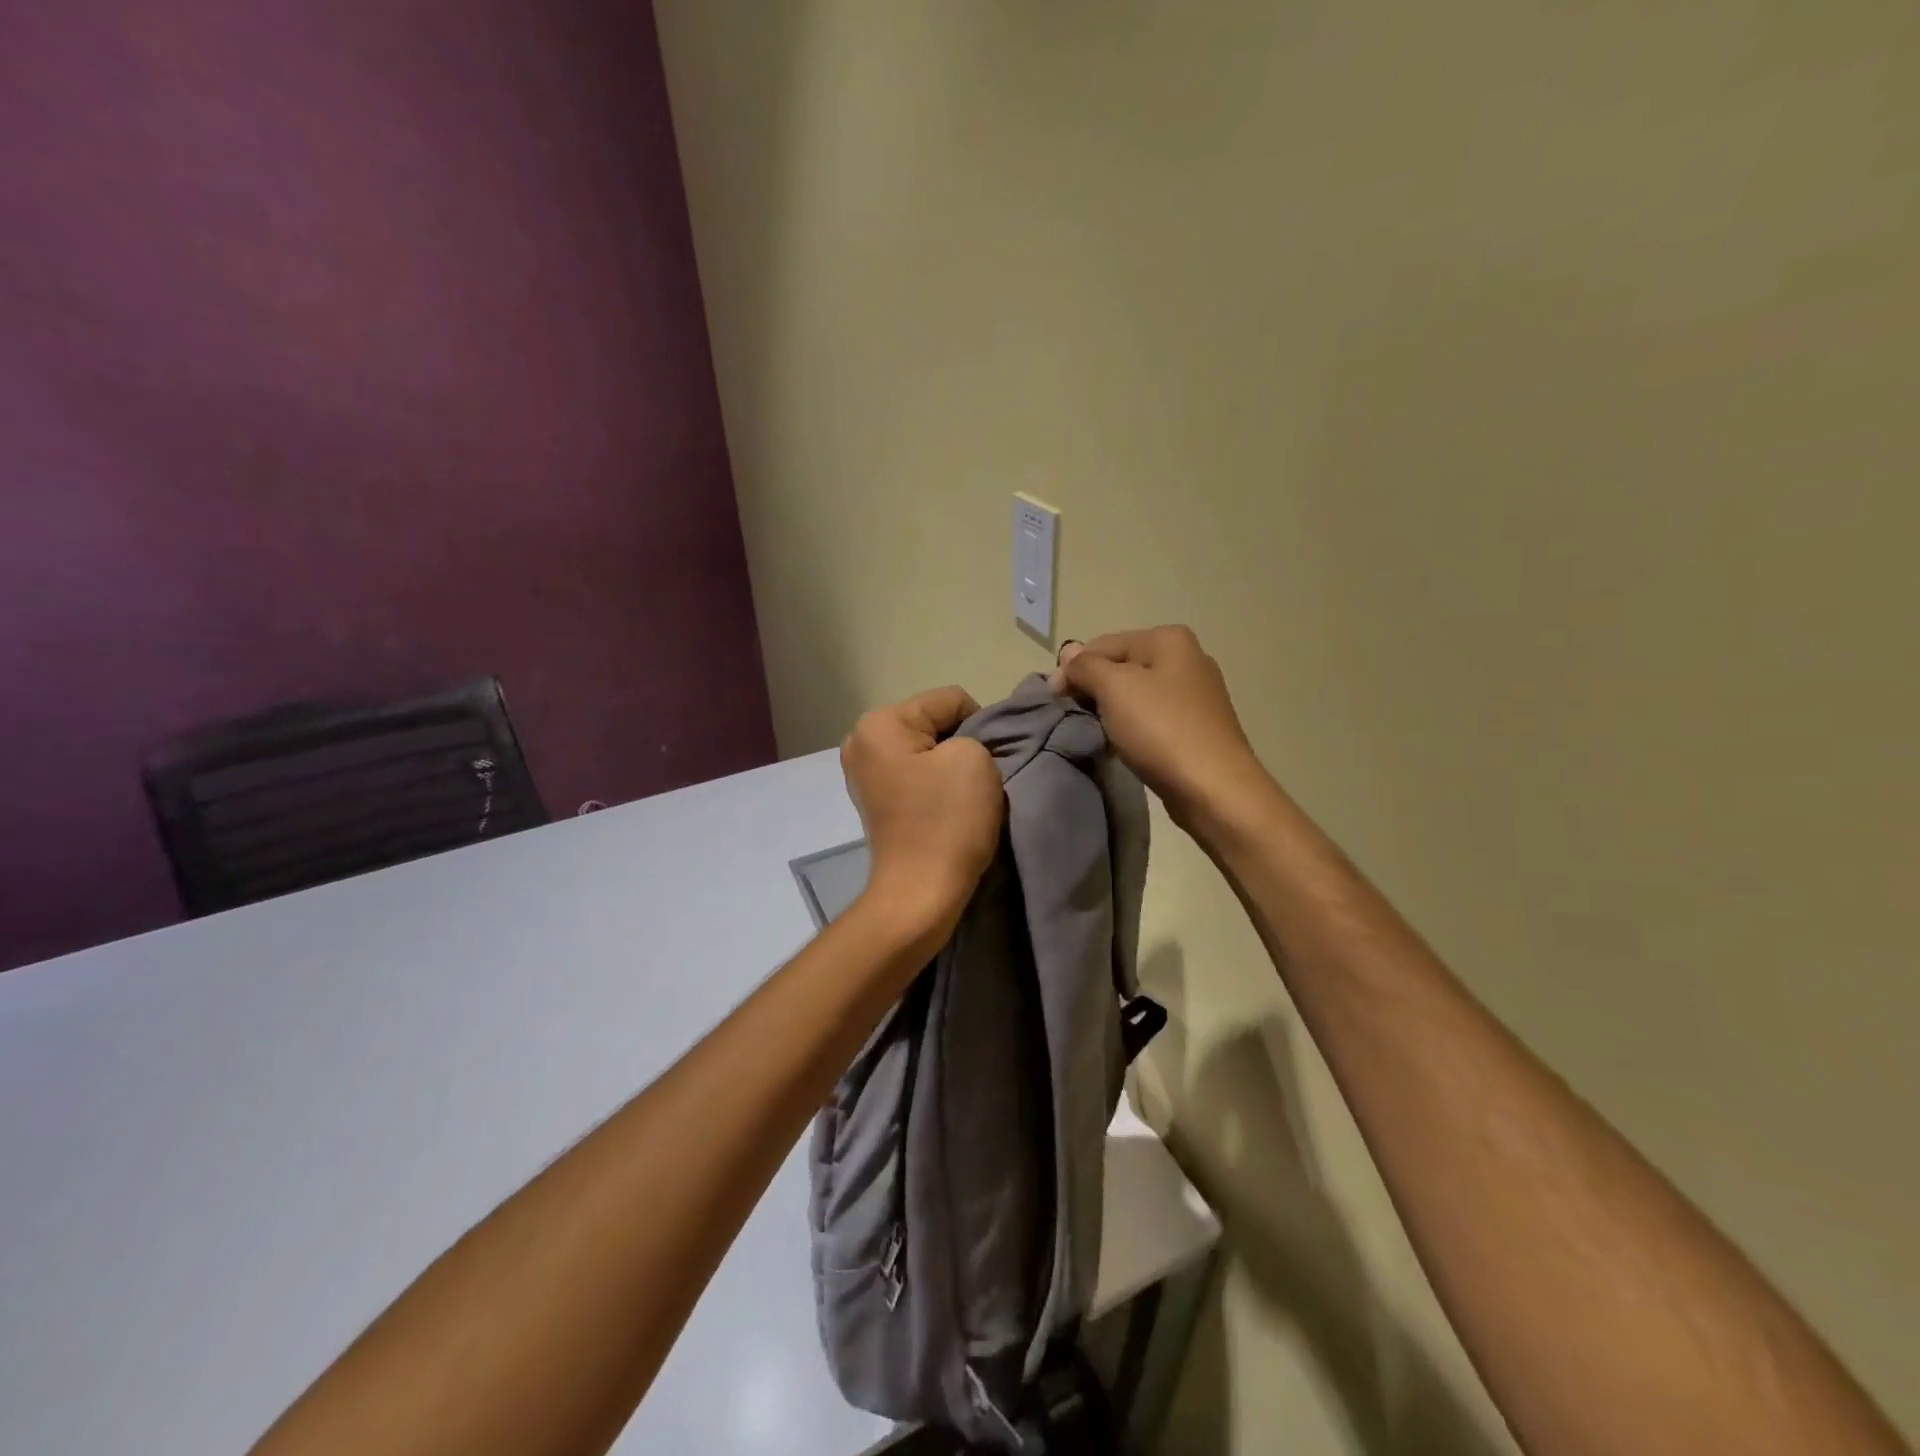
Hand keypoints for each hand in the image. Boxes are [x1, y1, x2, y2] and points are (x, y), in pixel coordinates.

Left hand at [841, 686, 1004, 933]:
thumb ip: (972, 733)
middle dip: (959, 744)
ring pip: (925, 750)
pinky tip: (943, 809)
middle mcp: (861, 740)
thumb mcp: (974, 757)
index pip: (950, 700)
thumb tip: (960, 748)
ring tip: (959, 797)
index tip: (985, 763)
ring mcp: (863, 773)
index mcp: (880, 723)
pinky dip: (933, 786)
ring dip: (947, 767)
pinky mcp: (874, 800)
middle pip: (933, 723)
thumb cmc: (947, 820)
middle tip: (974, 780)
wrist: (921, 893)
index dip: (980, 725)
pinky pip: (914, 775)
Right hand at [1053, 626, 1273, 836]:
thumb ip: (1086, 666)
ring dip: (1112, 711)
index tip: (1054, 700)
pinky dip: (1133, 727)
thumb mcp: (1114, 688)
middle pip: (1121, 666)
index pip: (1103, 644)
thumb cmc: (1161, 729)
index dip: (1073, 669)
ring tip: (1098, 733)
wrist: (1213, 789)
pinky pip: (1152, 717)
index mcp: (1168, 639)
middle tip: (1073, 717)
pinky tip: (1124, 745)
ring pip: (1136, 694)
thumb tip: (1069, 651)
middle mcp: (1187, 658)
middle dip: (1094, 689)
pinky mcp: (1197, 726)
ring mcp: (1196, 694)